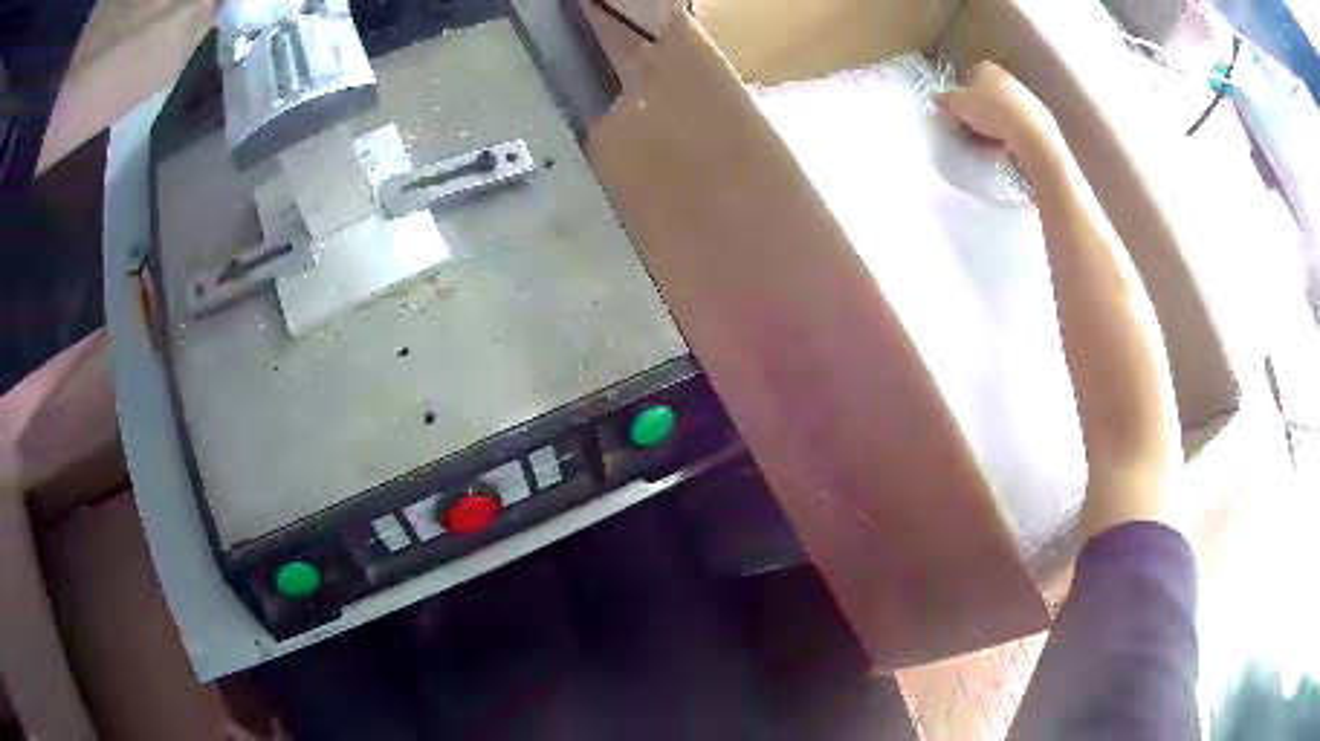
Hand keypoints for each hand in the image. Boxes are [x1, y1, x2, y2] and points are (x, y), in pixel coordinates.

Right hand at [935, 62, 1057, 159]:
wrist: (1030, 133)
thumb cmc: (991, 110)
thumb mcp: (958, 105)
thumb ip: (946, 101)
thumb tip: (937, 99)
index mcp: (986, 68)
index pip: (968, 79)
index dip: (960, 97)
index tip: (956, 113)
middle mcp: (1007, 79)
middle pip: (986, 98)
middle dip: (976, 116)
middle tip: (967, 132)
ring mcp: (1025, 100)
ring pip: (1001, 116)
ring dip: (990, 131)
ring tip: (982, 147)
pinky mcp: (1038, 122)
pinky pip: (1016, 130)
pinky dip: (1006, 140)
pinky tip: (1000, 152)